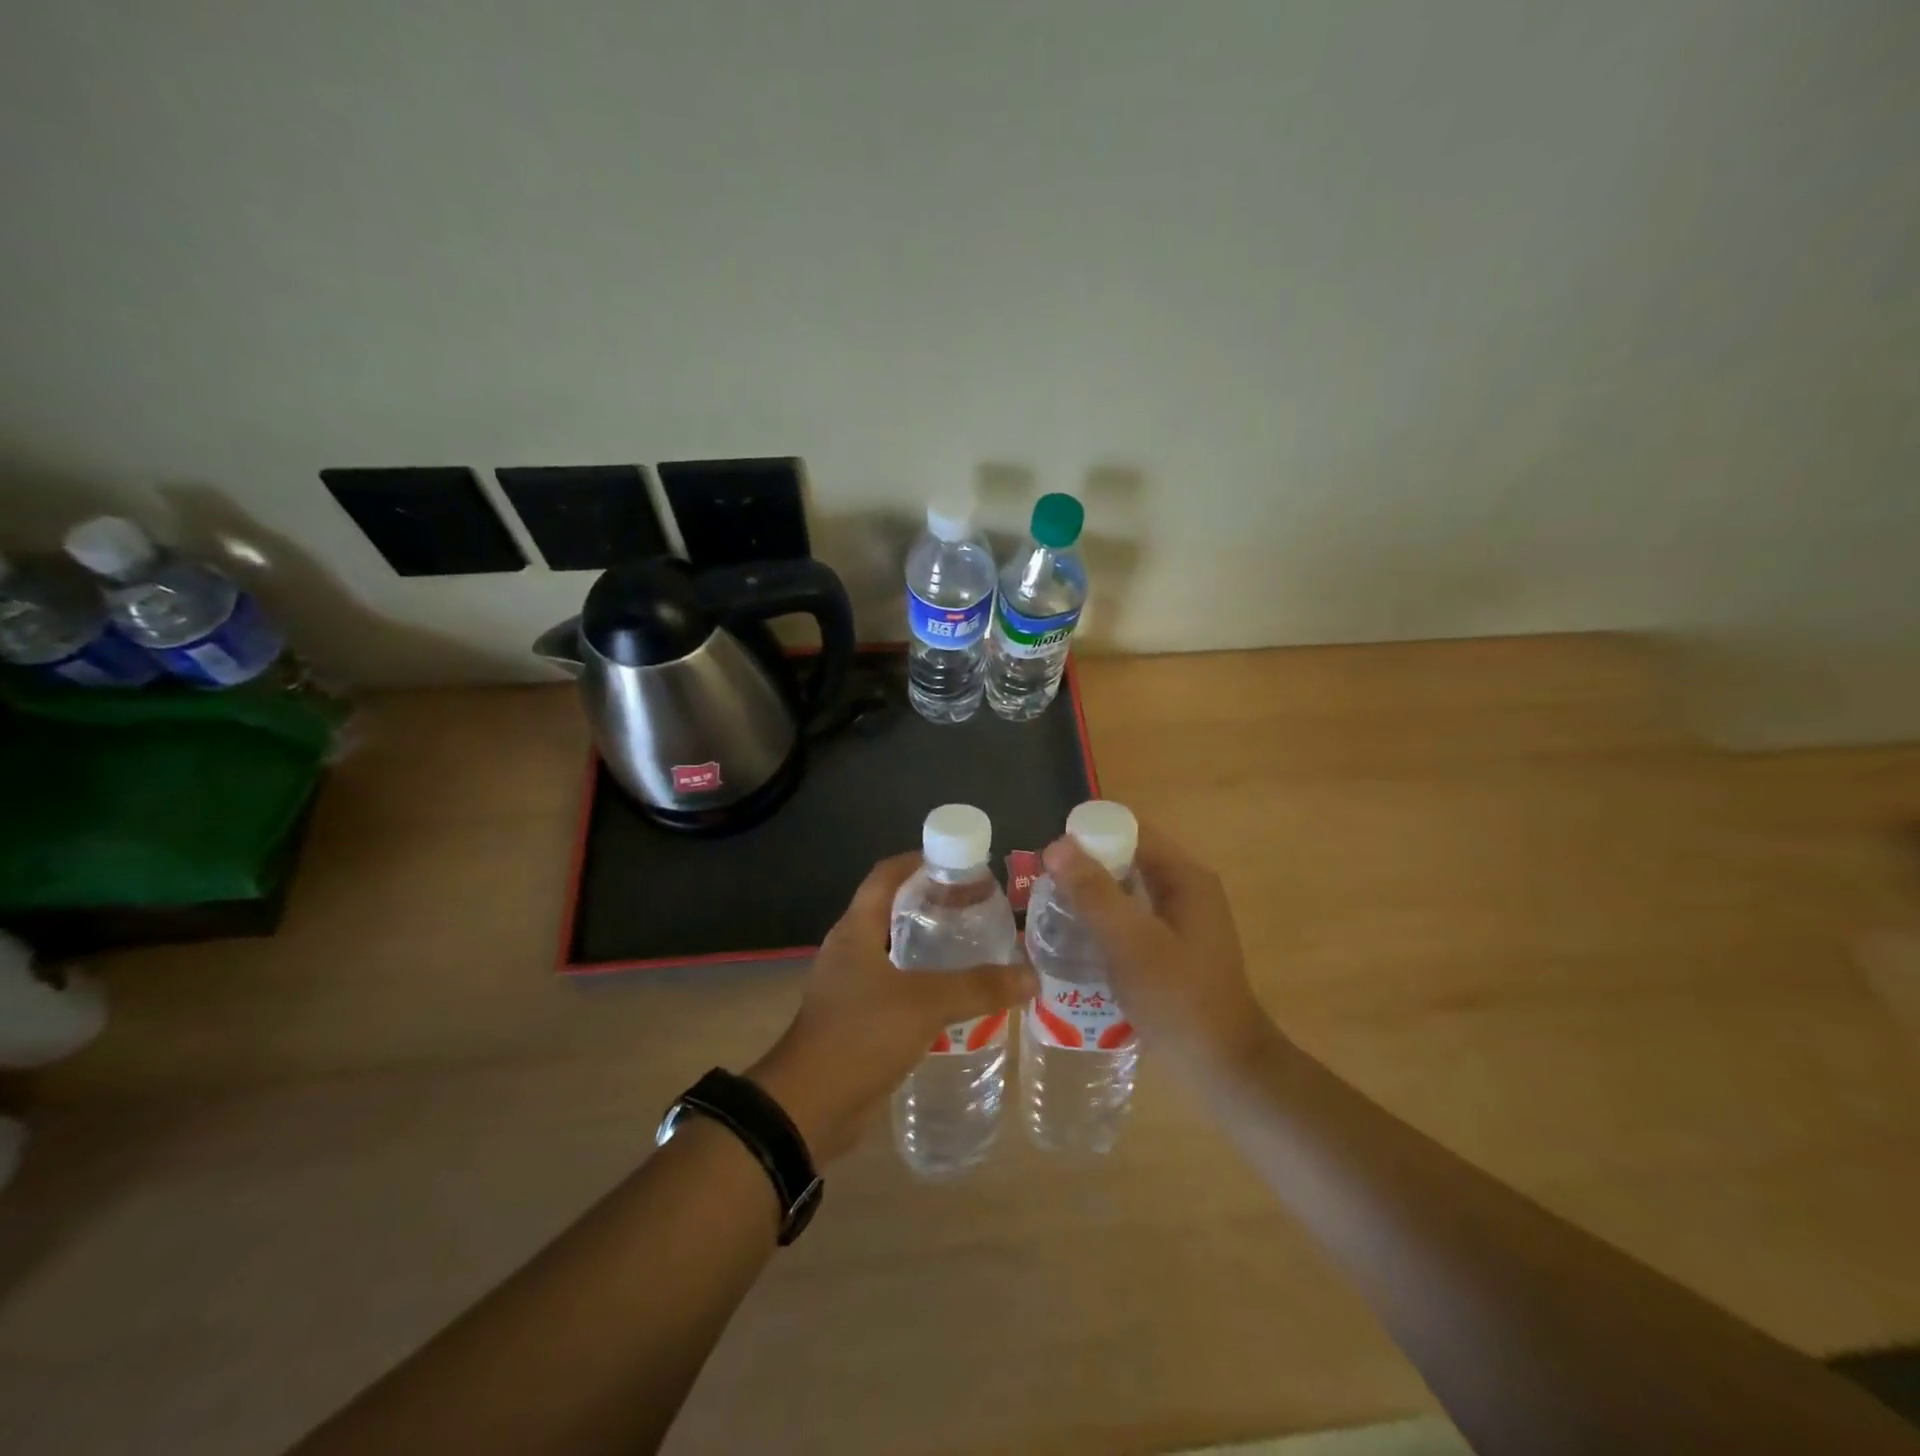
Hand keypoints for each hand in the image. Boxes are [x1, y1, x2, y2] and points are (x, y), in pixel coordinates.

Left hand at [748, 854, 1035, 1161]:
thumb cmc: (860, 1036)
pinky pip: (896, 988)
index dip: (918, 860)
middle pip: (893, 910)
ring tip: (975, 946)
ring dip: (930, 946)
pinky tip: (956, 997)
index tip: (959, 862)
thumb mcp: (924, 1004)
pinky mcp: (858, 1019)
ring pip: (896, 951)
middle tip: (978, 906)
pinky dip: (924, 984)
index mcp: (856, 930)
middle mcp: (850, 950)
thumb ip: (978, 987)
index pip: (886, 875)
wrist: (808, 1108)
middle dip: (933, 904)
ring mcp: (851, 986)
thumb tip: (1030, 976)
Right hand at [1039, 824, 1272, 1070]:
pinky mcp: (1175, 947)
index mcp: (1185, 877)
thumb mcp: (1130, 944)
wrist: (1225, 1069)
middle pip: (1128, 858)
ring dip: (1092, 895)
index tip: (1048, 858)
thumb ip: (1094, 893)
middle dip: (1086, 867)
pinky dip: (1106, 920)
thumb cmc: (1178, 1001)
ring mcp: (1183, 920)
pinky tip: (1078, 940)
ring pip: (1128, 889)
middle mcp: (1187, 889)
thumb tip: (1056, 844)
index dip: (1089, 836)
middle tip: (1043, 887)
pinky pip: (1133, 917)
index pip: (1131, 831)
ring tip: (1051, 911)